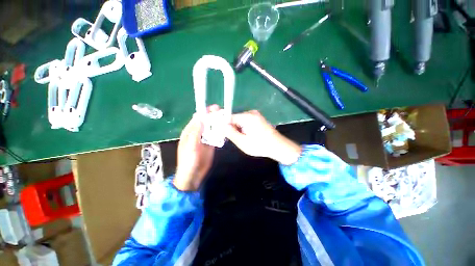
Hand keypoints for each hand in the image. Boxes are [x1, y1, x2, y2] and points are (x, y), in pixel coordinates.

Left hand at [174, 105, 218, 190]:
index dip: (205, 112)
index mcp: (190, 132)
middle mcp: (197, 133)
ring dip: (218, 124)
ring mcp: (205, 139)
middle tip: (223, 112)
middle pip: (206, 122)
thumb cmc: (188, 161)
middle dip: (213, 116)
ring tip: (226, 119)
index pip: (197, 118)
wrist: (193, 175)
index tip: (214, 108)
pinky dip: (220, 132)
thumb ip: (195, 132)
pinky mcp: (211, 144)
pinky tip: (226, 129)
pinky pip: (216, 136)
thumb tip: (201, 118)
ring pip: (212, 128)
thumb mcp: (190, 146)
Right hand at [224, 110, 301, 164]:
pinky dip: (242, 128)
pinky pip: (245, 122)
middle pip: (234, 118)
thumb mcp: (242, 142)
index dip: (222, 124)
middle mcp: (251, 113)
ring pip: (239, 121)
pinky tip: (245, 136)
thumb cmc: (260, 145)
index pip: (228, 117)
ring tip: (240, 139)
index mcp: (247, 117)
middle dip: (230, 127)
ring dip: (236, 129)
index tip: (219, 132)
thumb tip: (220, 125)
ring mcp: (255, 115)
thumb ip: (230, 133)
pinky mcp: (258, 119)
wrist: (279, 147)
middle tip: (230, 138)